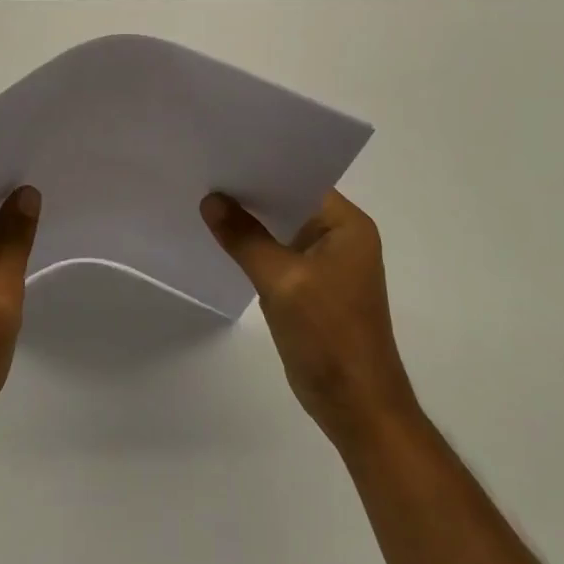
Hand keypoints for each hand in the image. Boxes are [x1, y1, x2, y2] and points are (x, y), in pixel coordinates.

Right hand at [200, 189, 416, 448]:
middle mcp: (341, 237)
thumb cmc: (328, 336)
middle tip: (206, 175)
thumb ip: (244, 237)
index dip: (263, 168)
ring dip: (251, 222)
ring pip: (281, 230)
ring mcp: (328, 264)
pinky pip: (279, 254)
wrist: (357, 407)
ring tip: (207, 201)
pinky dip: (255, 248)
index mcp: (347, 226)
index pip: (301, 180)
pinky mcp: (314, 288)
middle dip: (251, 194)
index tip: (222, 156)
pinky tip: (223, 240)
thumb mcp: (281, 280)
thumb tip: (211, 200)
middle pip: (289, 203)